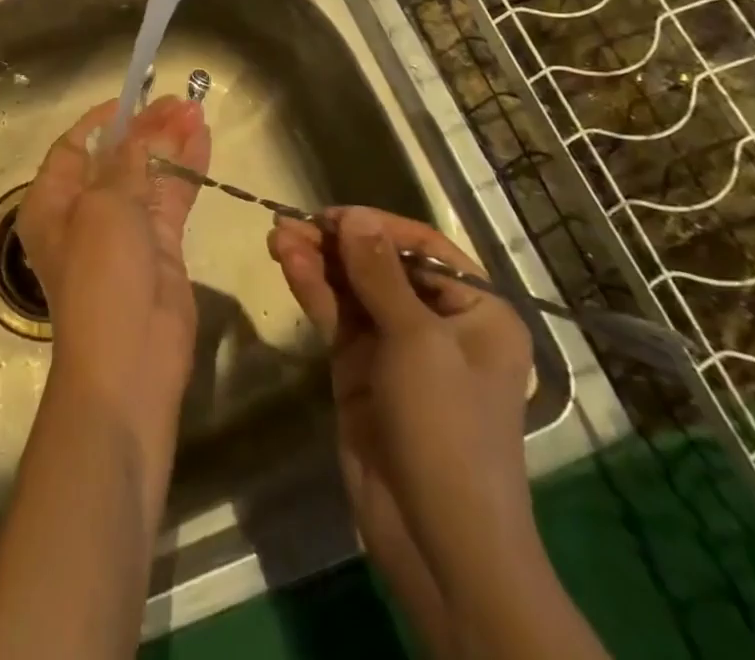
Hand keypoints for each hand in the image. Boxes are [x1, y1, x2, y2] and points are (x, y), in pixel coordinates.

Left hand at [17, 97, 210, 414]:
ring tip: (196, 109)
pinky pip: (171, 198)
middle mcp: (83, 212)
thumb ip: (127, 162)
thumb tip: (140, 131)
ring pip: (148, 174)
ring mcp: (124, 231)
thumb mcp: (106, 206)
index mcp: (52, 201)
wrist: (130, 361)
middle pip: (116, 157)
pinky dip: (186, 169)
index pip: (74, 147)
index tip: (134, 98)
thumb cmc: (100, 274)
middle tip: (178, 100)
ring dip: (170, 143)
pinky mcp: (159, 247)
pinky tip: (203, 139)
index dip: (103, 121)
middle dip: (145, 128)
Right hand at [267, 207, 534, 587]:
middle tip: (290, 223)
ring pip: (352, 288)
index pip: (422, 247)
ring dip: (317, 261)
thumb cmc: (447, 427)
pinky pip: (336, 316)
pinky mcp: (361, 368)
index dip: (376, 226)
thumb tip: (354, 215)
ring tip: (276, 235)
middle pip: (381, 264)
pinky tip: (286, 264)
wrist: (436, 538)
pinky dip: (312, 289)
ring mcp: (396, 346)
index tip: (329, 215)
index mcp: (477, 310)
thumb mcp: (417, 340)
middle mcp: (438, 321)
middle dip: (336, 243)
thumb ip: (379, 272)